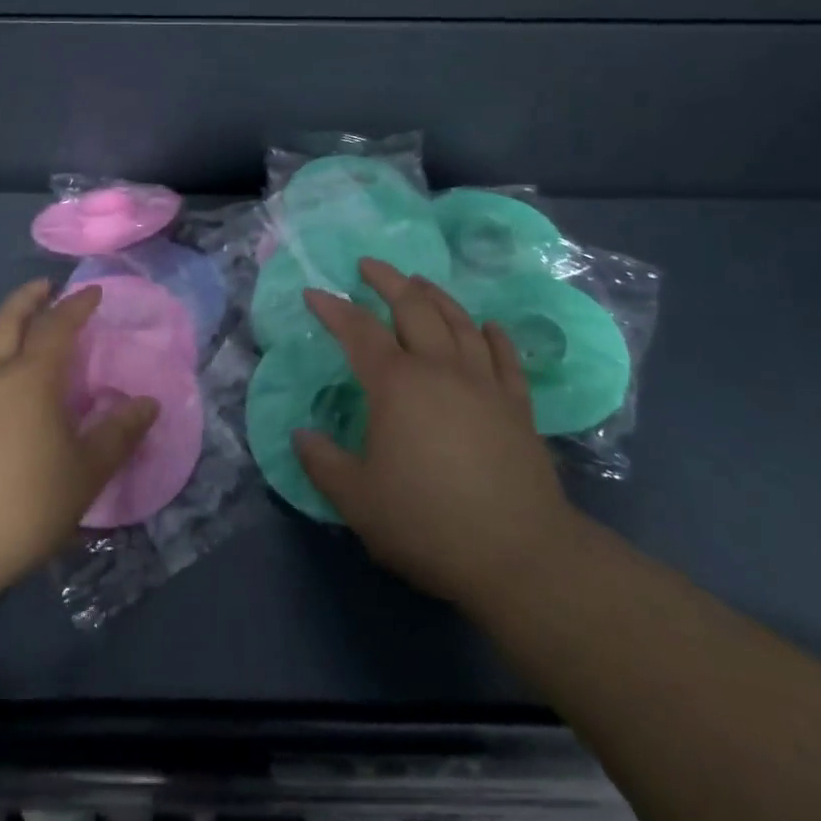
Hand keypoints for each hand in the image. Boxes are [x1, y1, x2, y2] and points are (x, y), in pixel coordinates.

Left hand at [0, 281, 156, 600]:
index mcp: (30, 377)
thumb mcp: (84, 474)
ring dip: (1, 321)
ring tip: (14, 321)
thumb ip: (117, 435)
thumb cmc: (22, 504)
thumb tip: (148, 404)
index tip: (92, 292)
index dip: (76, 305)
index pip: (57, 326)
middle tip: (45, 287)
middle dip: (28, 298)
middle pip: (8, 320)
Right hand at [295, 259, 581, 607]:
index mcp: (396, 384)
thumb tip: (300, 435)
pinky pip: (505, 356)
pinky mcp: (517, 405)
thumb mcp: (357, 500)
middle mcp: (440, 369)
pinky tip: (488, 325)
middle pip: (413, 307)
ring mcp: (484, 383)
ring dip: (435, 295)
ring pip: (459, 321)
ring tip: (419, 281)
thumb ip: (322, 463)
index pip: (358, 331)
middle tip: (369, 265)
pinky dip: (494, 334)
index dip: (333, 308)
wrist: (519, 554)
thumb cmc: (428, 523)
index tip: (314, 292)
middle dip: (388, 280)